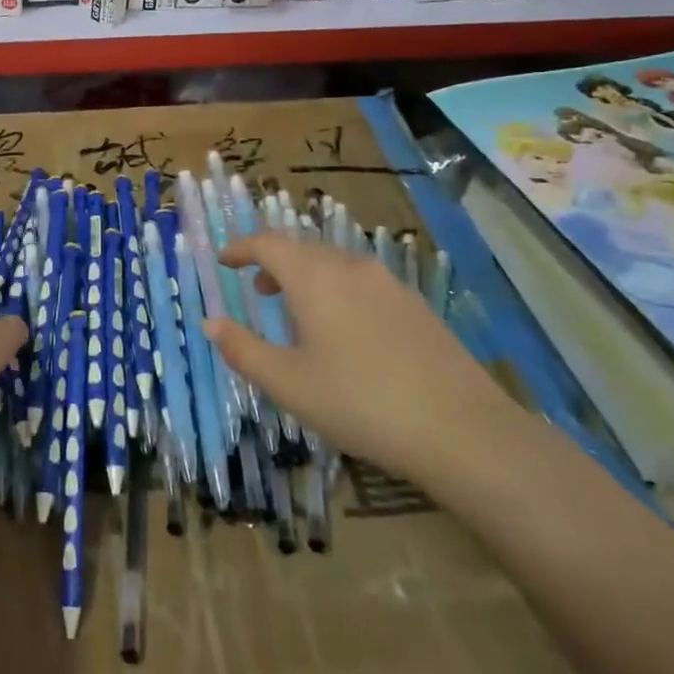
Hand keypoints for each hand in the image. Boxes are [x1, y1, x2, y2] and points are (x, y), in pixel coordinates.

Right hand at [204, 234, 519, 485]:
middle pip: (304, 249)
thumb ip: (243, 349)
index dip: (242, 248)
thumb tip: (211, 322)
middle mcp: (352, 268)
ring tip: (297, 312)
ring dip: (308, 278)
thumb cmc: (359, 402)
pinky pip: (363, 283)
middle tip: (257, 288)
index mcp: (315, 278)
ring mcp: (390, 284)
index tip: (224, 260)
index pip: (269, 244)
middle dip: (274, 263)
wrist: (462, 429)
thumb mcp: (287, 383)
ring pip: (336, 265)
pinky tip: (345, 331)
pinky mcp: (417, 306)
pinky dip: (338, 291)